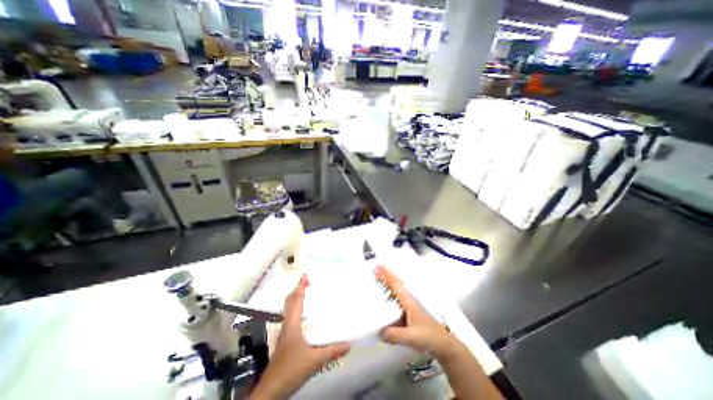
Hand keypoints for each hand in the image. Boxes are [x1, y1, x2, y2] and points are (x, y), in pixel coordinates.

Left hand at [248, 276, 350, 399]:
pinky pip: (292, 320)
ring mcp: (285, 333)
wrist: (271, 391)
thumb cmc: (290, 369)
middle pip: (290, 303)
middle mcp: (287, 325)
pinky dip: (298, 312)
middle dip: (298, 291)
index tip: (305, 276)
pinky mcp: (286, 341)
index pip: (295, 301)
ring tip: (309, 295)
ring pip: (290, 311)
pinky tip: (307, 318)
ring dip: (297, 301)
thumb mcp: (314, 360)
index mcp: (292, 324)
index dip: (300, 287)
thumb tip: (349, 343)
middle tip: (308, 283)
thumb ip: (331, 351)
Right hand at [376, 267, 459, 357]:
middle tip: (376, 270)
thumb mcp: (411, 336)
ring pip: (396, 293)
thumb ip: (394, 334)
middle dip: (386, 276)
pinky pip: (397, 302)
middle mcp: (408, 301)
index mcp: (409, 302)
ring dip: (388, 286)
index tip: (379, 267)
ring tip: (378, 281)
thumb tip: (380, 331)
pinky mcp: (410, 315)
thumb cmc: (429, 336)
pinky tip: (385, 303)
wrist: (444, 344)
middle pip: (395, 285)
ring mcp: (409, 308)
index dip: (387, 275)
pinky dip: (389, 298)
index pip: (396, 285)